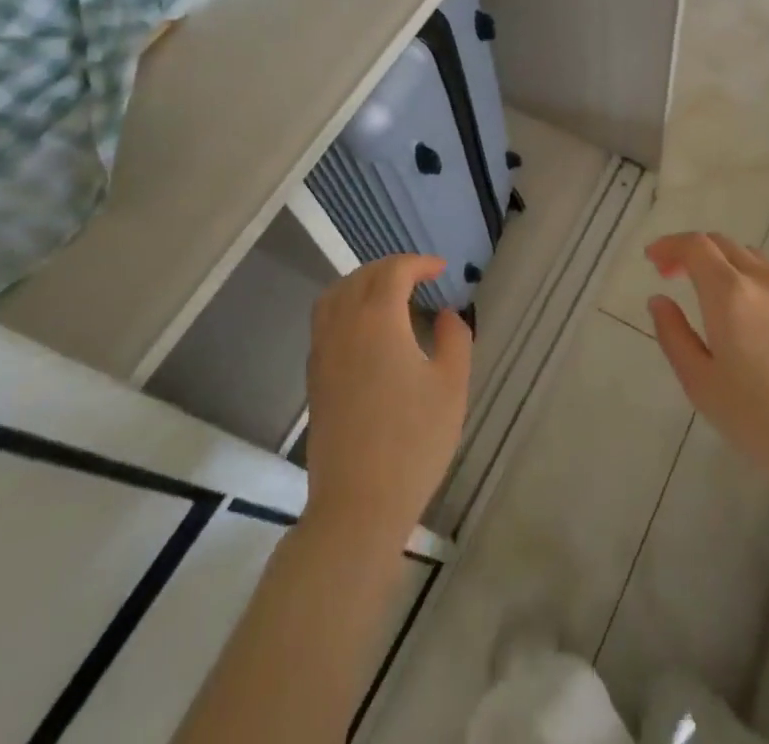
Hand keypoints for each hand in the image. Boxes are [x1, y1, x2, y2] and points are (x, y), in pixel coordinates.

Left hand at [304, 255, 471, 545]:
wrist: (357, 505)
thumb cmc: (413, 442)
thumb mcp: (451, 387)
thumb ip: (454, 340)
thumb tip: (446, 315)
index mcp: (378, 321)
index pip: (393, 271)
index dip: (419, 263)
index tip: (441, 270)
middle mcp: (344, 327)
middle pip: (361, 277)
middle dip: (391, 268)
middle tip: (419, 276)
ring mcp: (323, 353)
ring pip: (334, 295)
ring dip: (362, 283)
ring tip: (388, 294)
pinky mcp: (314, 378)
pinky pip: (325, 321)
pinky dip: (345, 306)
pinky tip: (366, 329)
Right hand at [645, 232, 768, 506]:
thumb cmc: (760, 419)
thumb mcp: (701, 384)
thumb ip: (674, 336)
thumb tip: (660, 301)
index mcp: (729, 293)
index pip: (695, 246)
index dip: (669, 245)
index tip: (652, 260)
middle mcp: (762, 282)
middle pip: (723, 244)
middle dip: (692, 251)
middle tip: (671, 274)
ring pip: (751, 257)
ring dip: (722, 262)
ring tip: (708, 292)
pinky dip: (747, 279)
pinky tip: (746, 317)